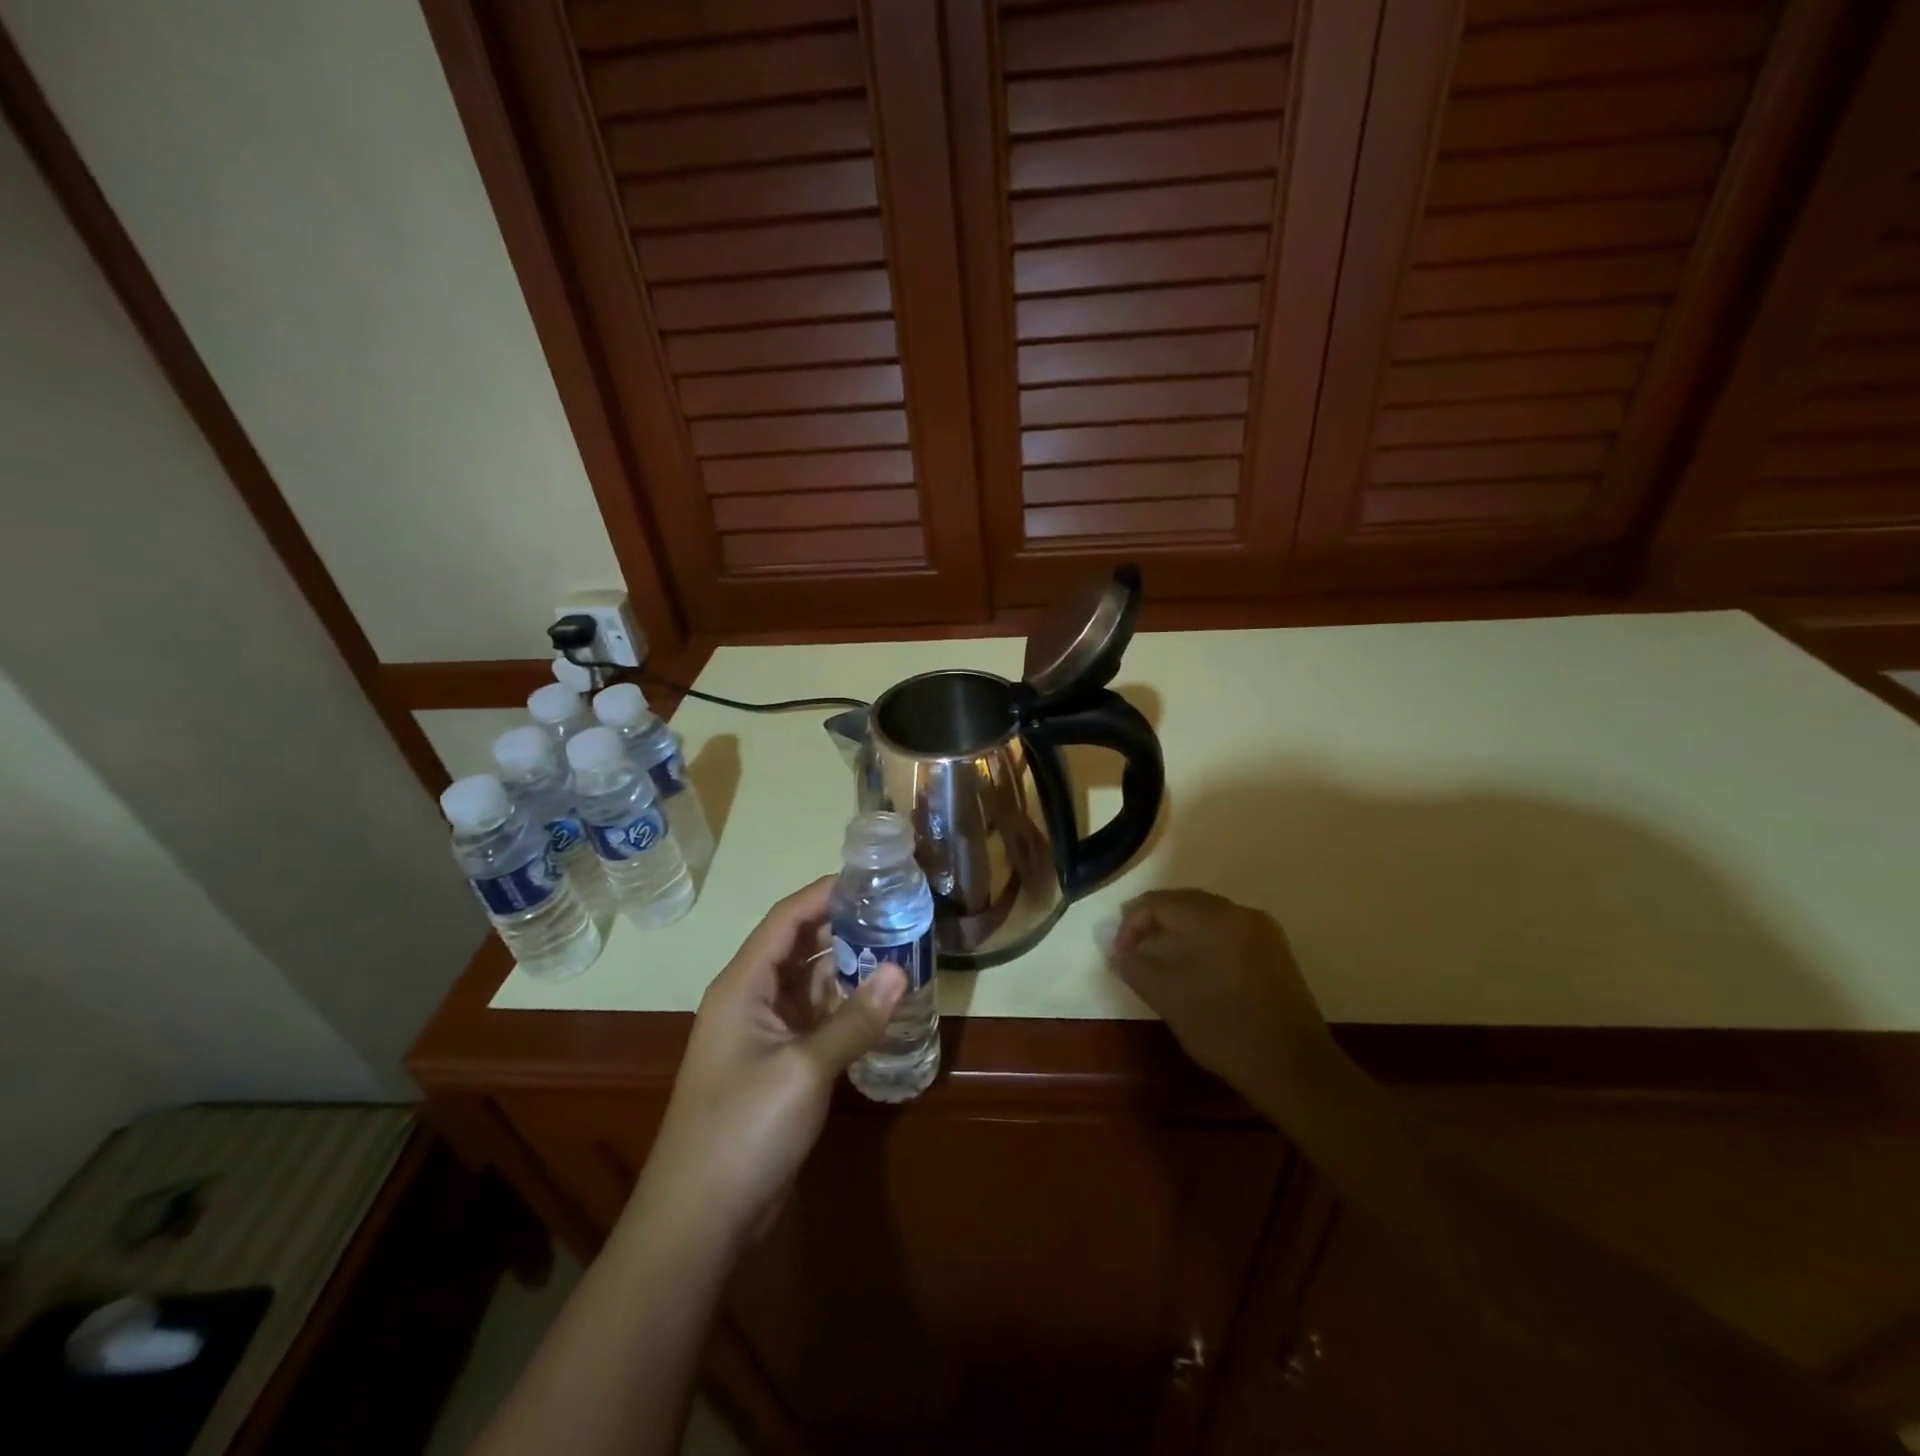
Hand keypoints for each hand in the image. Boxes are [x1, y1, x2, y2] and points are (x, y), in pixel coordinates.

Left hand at [635, 878, 905, 1245]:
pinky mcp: (776, 1064)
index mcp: (742, 985)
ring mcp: (763, 1033)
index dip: (824, 893)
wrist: (699, 1220)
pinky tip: (880, 1003)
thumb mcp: (804, 1070)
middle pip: (798, 946)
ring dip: (847, 966)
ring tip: (898, 948)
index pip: (786, 919)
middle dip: (843, 926)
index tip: (871, 877)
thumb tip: (902, 971)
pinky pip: (815, 1018)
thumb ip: (854, 1019)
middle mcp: (750, 999)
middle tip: (896, 912)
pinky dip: (845, 1007)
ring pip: (809, 983)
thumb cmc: (743, 1130)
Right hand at [1105, 889, 1340, 1106]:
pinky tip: (1197, 966)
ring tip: (1160, 956)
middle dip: (1154, 920)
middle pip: (1185, 902)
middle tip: (1133, 948)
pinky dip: (1205, 939)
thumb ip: (1136, 967)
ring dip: (1179, 929)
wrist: (1293, 1066)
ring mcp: (1262, 931)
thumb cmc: (1223, 1026)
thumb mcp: (1167, 996)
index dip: (1131, 924)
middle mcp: (1240, 913)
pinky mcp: (1276, 952)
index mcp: (1212, 917)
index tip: (1121, 954)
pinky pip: (1229, 932)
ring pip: (1209, 916)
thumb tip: (1120, 954)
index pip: (1159, 903)